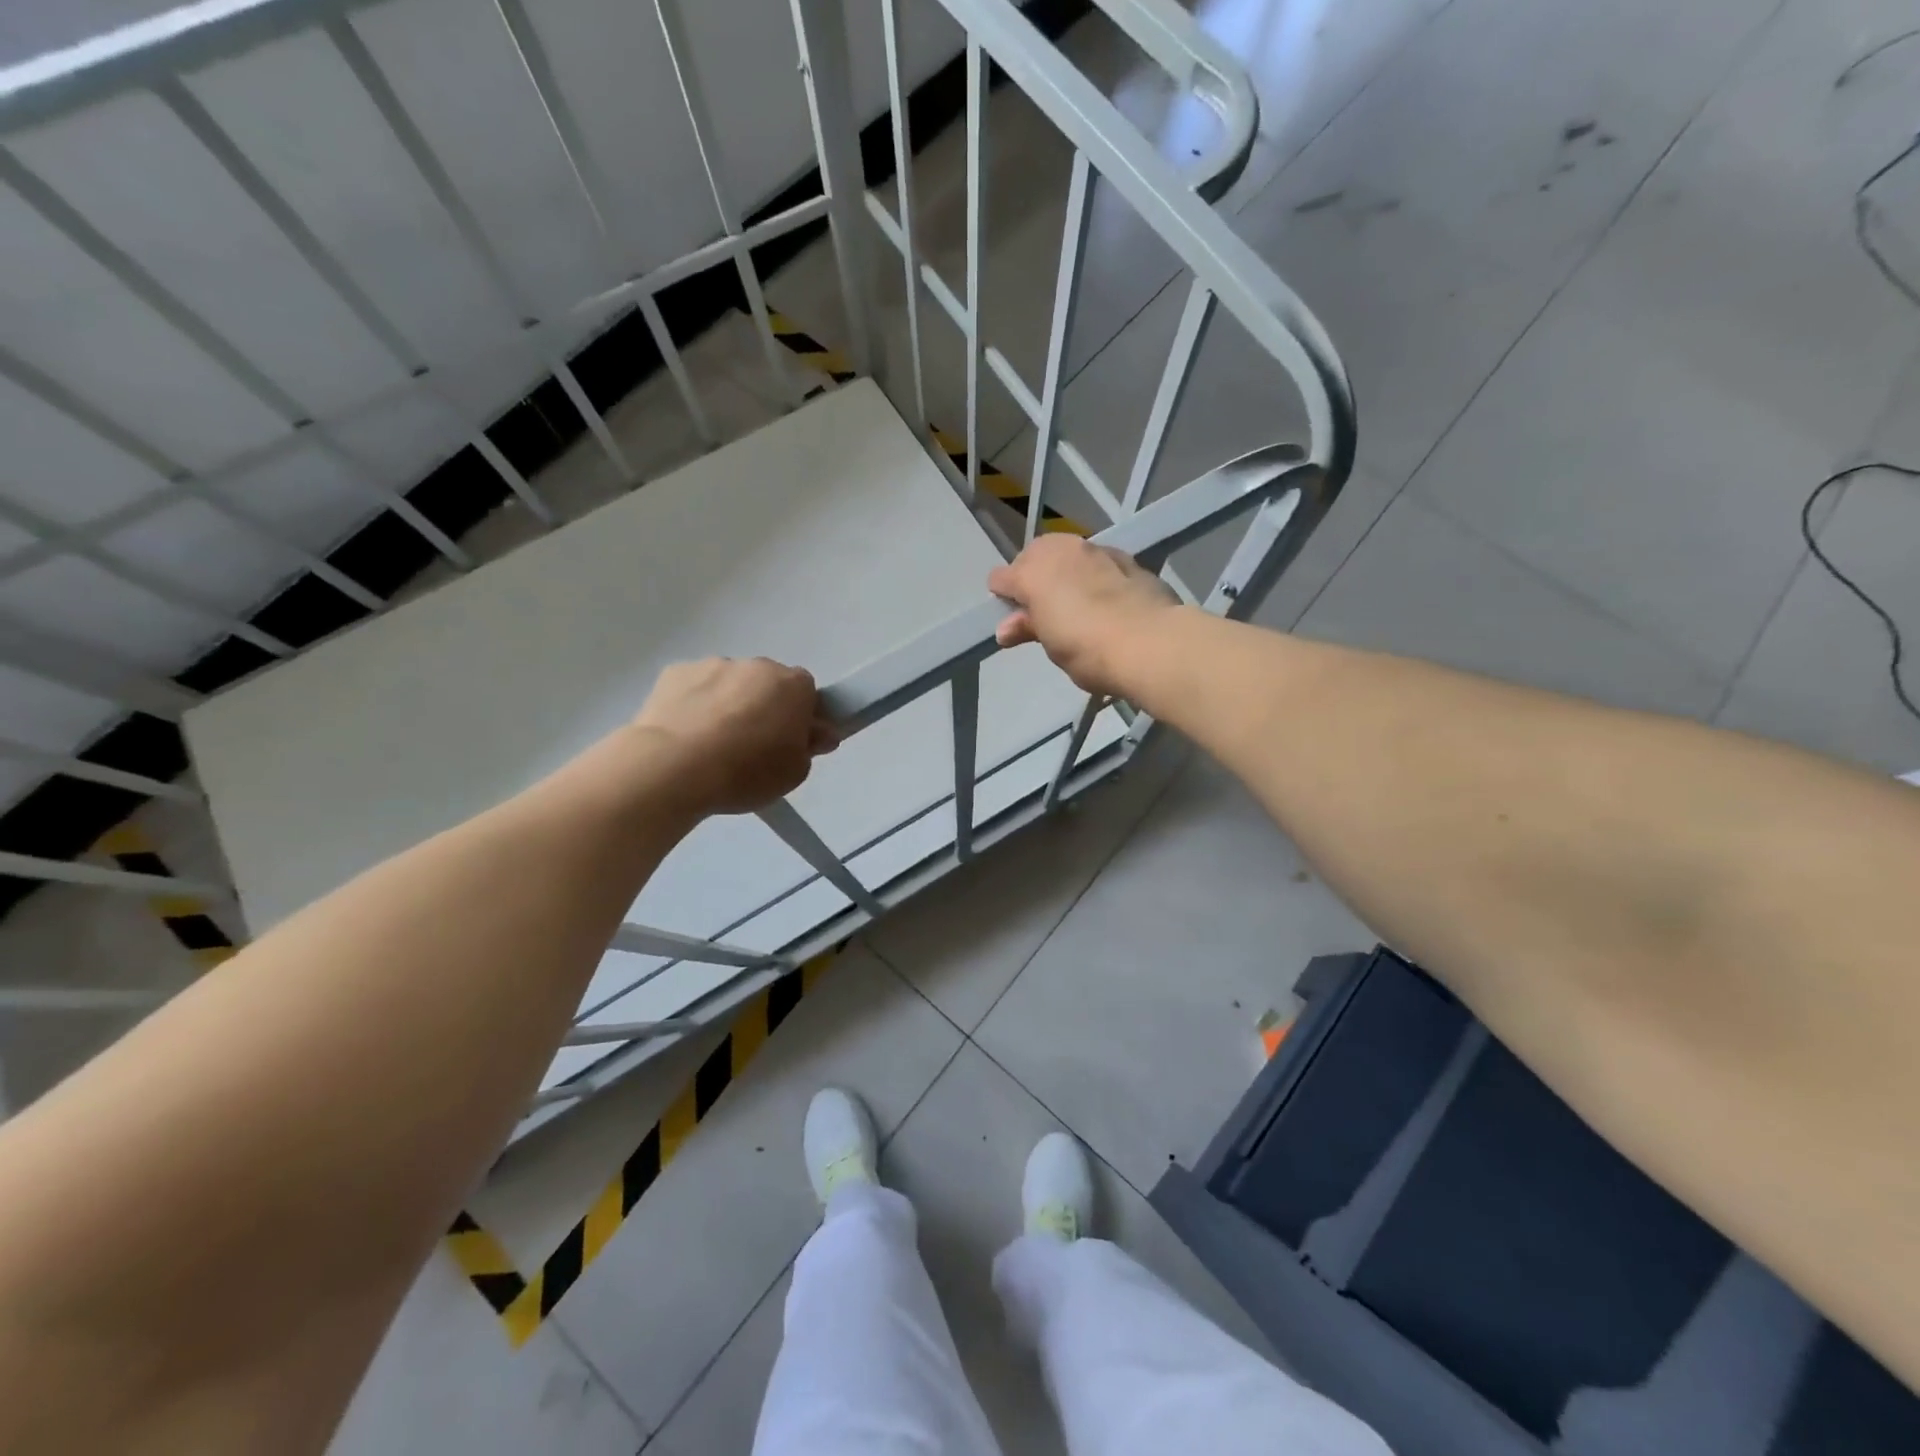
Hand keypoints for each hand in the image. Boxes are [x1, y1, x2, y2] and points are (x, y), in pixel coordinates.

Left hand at [631, 658, 835, 816]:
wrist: (673, 767)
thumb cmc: (746, 771)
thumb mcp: (794, 772)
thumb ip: (809, 747)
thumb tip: (817, 732)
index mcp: (792, 685)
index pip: (807, 692)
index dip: (800, 716)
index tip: (789, 741)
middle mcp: (756, 666)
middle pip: (767, 683)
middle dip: (763, 707)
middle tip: (750, 747)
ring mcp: (712, 664)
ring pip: (729, 683)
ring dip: (727, 704)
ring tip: (711, 745)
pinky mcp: (674, 672)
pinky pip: (694, 687)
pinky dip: (693, 705)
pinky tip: (684, 736)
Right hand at [988, 536, 1179, 696]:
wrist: (1151, 642)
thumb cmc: (1087, 649)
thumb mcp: (1051, 644)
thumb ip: (1028, 628)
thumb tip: (1006, 628)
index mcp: (1032, 572)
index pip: (1001, 577)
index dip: (1004, 597)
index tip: (1013, 619)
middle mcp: (1061, 551)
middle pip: (1034, 556)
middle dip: (1033, 577)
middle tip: (1043, 610)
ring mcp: (1096, 550)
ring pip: (1068, 553)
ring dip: (1065, 572)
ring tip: (1074, 601)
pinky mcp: (1127, 558)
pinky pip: (1099, 562)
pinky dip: (1095, 575)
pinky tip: (1105, 598)